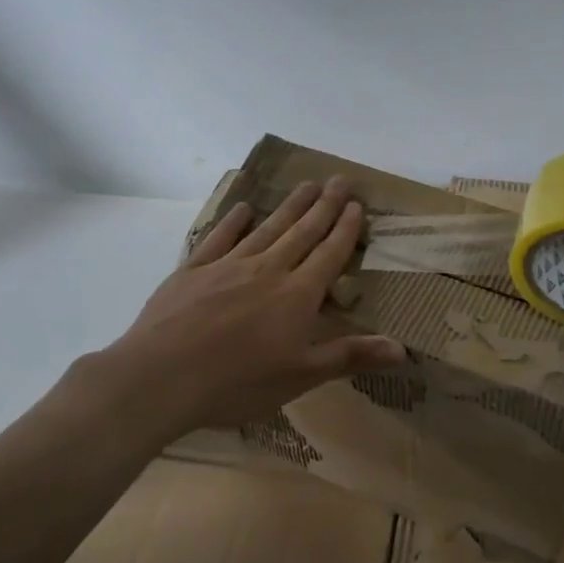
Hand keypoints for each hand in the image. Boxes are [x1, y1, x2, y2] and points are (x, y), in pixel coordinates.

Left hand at [103, 177, 405, 434]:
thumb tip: (403, 348)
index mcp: (297, 295)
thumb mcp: (301, 376)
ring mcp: (228, 266)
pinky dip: (233, 222)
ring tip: (306, 185)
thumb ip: (350, 355)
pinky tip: (243, 209)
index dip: (345, 229)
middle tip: (339, 179)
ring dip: (289, 207)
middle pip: (302, 232)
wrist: (161, 377)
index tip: (356, 205)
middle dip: (324, 206)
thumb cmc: (238, 382)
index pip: (329, 254)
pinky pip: (219, 238)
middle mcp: (268, 270)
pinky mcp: (193, 270)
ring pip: (267, 228)